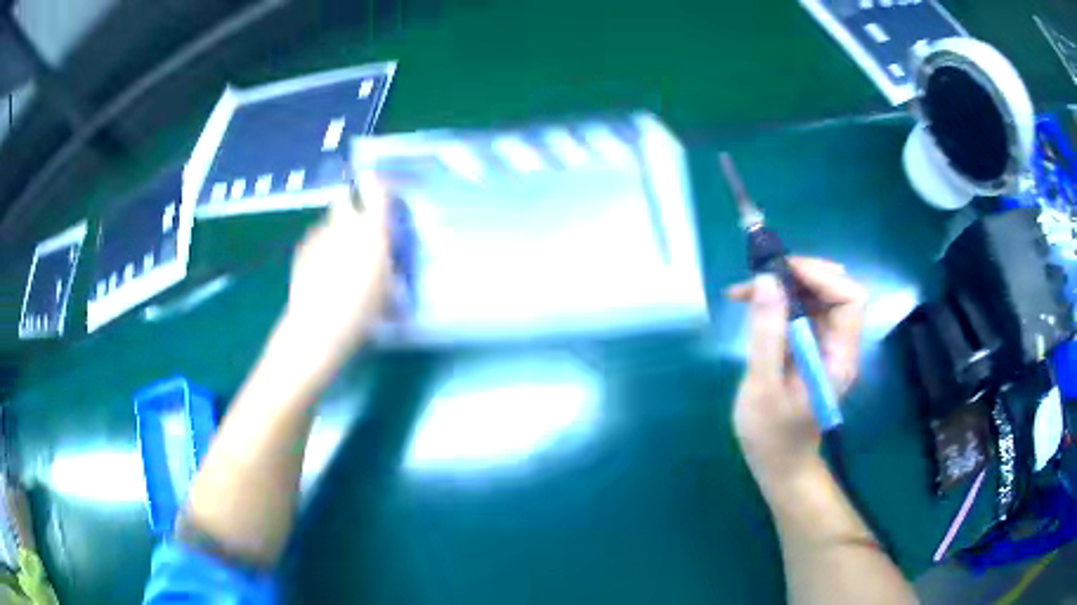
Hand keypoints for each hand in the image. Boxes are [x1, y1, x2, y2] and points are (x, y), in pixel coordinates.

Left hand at [284, 172, 393, 352]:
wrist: (319, 326)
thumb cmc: (362, 310)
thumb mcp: (388, 292)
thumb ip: (389, 269)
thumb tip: (389, 265)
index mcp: (372, 230)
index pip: (377, 190)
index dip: (379, 184)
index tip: (381, 187)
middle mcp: (345, 225)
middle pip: (345, 202)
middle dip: (351, 209)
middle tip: (358, 231)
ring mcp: (319, 235)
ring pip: (329, 223)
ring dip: (335, 232)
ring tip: (338, 259)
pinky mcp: (302, 250)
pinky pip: (315, 240)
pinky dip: (320, 248)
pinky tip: (322, 272)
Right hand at [725, 257, 866, 487]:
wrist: (779, 465)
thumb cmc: (772, 436)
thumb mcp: (763, 387)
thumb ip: (767, 334)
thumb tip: (766, 280)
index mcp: (839, 357)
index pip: (850, 299)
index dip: (821, 277)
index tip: (783, 274)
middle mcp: (839, 345)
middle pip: (835, 290)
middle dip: (800, 275)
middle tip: (762, 276)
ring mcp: (825, 346)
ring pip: (816, 297)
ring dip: (785, 284)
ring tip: (747, 289)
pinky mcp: (809, 348)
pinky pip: (801, 311)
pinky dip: (778, 300)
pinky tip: (751, 303)